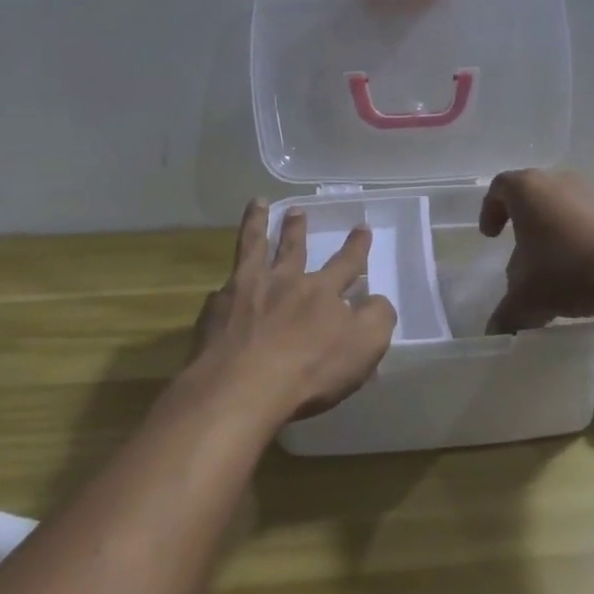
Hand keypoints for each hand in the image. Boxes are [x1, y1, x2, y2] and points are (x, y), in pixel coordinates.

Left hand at [188, 200, 397, 423]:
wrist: (240, 389)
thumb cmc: (309, 370)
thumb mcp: (364, 347)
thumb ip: (377, 318)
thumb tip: (377, 300)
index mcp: (321, 291)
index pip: (346, 263)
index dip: (356, 247)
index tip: (362, 227)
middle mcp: (284, 282)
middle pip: (293, 248)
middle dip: (298, 228)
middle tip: (298, 209)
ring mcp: (245, 292)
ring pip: (252, 249)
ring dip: (257, 225)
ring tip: (257, 204)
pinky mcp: (215, 311)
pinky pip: (222, 290)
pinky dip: (225, 285)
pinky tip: (222, 288)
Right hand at [478, 169, 593, 333]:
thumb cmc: (565, 269)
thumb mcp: (526, 298)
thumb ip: (506, 314)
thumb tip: (495, 332)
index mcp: (527, 190)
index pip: (500, 189)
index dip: (490, 210)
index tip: (490, 236)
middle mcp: (559, 182)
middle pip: (534, 197)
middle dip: (524, 225)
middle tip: (520, 253)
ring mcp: (592, 194)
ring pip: (563, 209)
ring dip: (554, 234)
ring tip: (552, 269)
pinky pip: (589, 222)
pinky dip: (580, 242)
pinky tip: (583, 274)